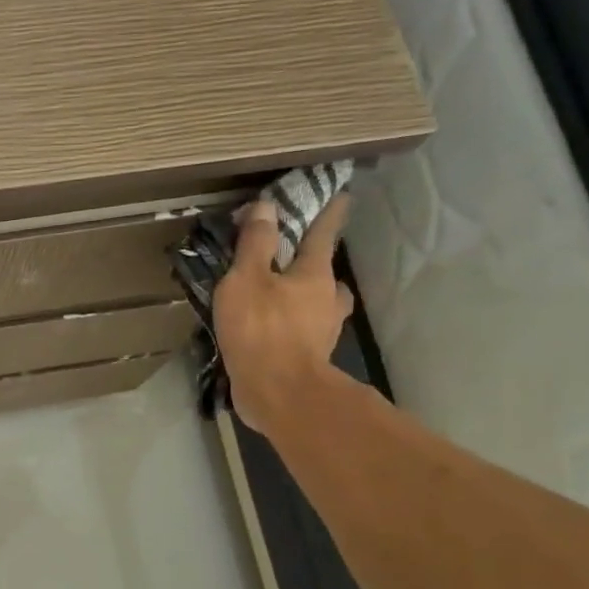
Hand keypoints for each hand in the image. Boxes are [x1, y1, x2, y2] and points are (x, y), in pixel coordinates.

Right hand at [211, 195, 354, 436]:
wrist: (278, 392)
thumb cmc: (261, 330)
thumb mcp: (247, 280)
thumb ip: (256, 244)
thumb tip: (267, 206)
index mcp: (314, 274)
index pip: (323, 233)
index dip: (329, 213)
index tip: (341, 196)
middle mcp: (327, 299)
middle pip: (327, 274)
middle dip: (316, 264)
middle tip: (298, 261)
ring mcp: (322, 332)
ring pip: (321, 306)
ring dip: (309, 299)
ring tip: (284, 300)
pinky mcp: (310, 358)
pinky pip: (305, 333)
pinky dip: (293, 328)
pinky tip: (273, 334)